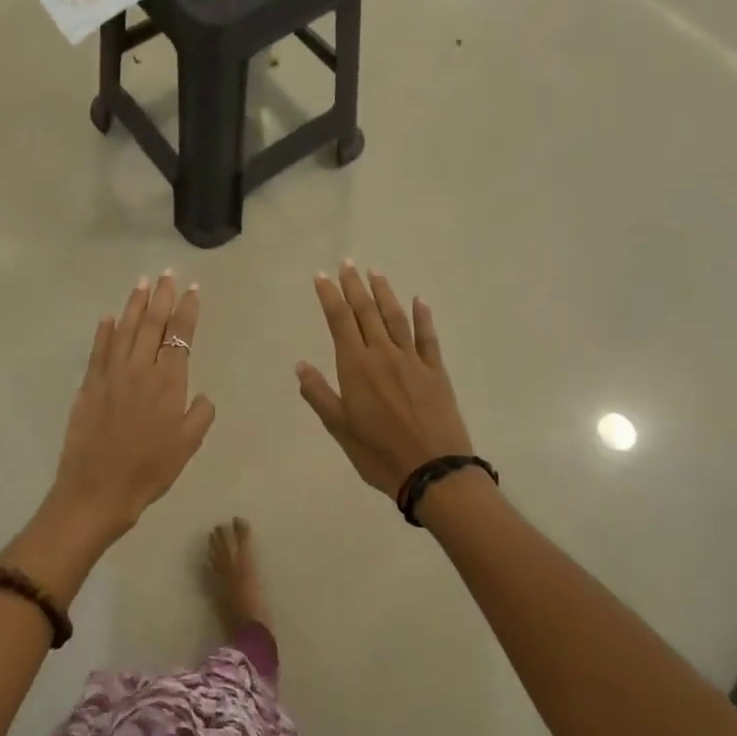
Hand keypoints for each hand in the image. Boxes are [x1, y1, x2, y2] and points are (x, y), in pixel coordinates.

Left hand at [45, 272, 216, 547]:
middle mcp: (140, 370)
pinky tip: (108, 317)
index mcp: (168, 382)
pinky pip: (98, 350)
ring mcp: (111, 375)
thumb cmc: (149, 471)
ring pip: (125, 330)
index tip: (192, 289)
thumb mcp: (187, 446)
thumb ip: (199, 415)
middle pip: (152, 324)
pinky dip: (104, 331)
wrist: (97, 489)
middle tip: (167, 274)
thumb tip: (202, 395)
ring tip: (142, 283)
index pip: (180, 336)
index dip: (187, 310)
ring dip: (134, 305)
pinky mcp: (89, 385)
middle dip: (162, 297)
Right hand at [297, 262, 474, 497]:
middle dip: (354, 287)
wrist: (433, 471)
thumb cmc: (379, 453)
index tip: (322, 276)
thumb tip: (301, 365)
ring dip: (384, 294)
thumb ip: (320, 394)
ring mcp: (412, 361)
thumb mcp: (340, 428)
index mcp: (356, 367)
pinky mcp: (436, 371)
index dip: (330, 296)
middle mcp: (383, 355)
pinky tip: (419, 301)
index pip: (339, 321)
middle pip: (366, 312)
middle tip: (347, 264)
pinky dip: (423, 317)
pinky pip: (427, 337)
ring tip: (375, 273)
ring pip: (395, 318)